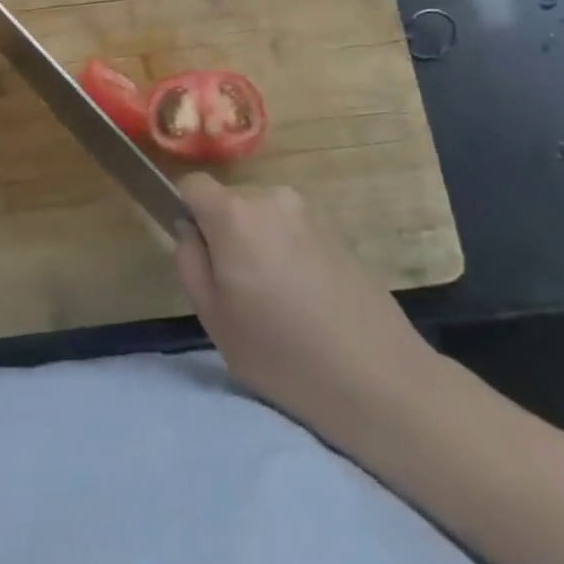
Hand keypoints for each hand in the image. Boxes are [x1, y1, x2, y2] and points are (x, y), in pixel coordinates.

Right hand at [174, 174, 437, 438]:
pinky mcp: (336, 231)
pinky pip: (292, 230)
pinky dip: (287, 252)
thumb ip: (189, 262)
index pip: (192, 185)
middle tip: (236, 288)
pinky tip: (305, 299)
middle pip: (229, 202)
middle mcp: (271, 198)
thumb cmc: (283, 354)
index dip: (185, 211)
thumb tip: (190, 231)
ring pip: (261, 217)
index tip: (197, 252)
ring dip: (257, 242)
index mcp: (234, 214)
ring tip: (275, 299)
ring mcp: (308, 212)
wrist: (378, 378)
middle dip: (224, 232)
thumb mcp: (214, 319)